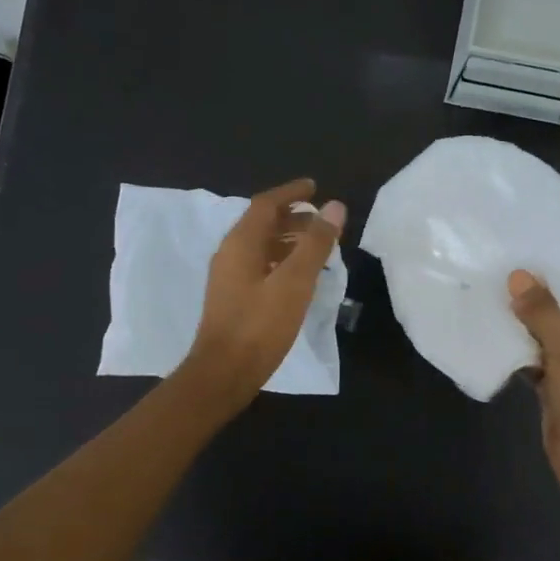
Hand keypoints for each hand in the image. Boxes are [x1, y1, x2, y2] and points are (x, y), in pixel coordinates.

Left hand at [184, 178, 345, 406]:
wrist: (224, 373)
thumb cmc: (260, 326)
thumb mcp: (295, 282)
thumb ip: (315, 243)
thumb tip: (335, 207)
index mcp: (241, 243)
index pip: (266, 204)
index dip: (291, 192)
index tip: (315, 187)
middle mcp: (230, 254)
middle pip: (262, 224)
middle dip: (293, 217)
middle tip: (323, 221)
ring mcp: (229, 278)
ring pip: (261, 247)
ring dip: (289, 240)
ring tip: (318, 247)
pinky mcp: (234, 299)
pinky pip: (260, 267)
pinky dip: (282, 262)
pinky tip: (300, 278)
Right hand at [508, 271, 559, 548]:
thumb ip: (544, 312)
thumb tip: (518, 276)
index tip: (535, 256)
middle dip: (541, 299)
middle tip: (507, 272)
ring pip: (552, 339)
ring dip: (527, 325)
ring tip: (495, 295)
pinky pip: (538, 362)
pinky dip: (520, 352)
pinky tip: (494, 333)